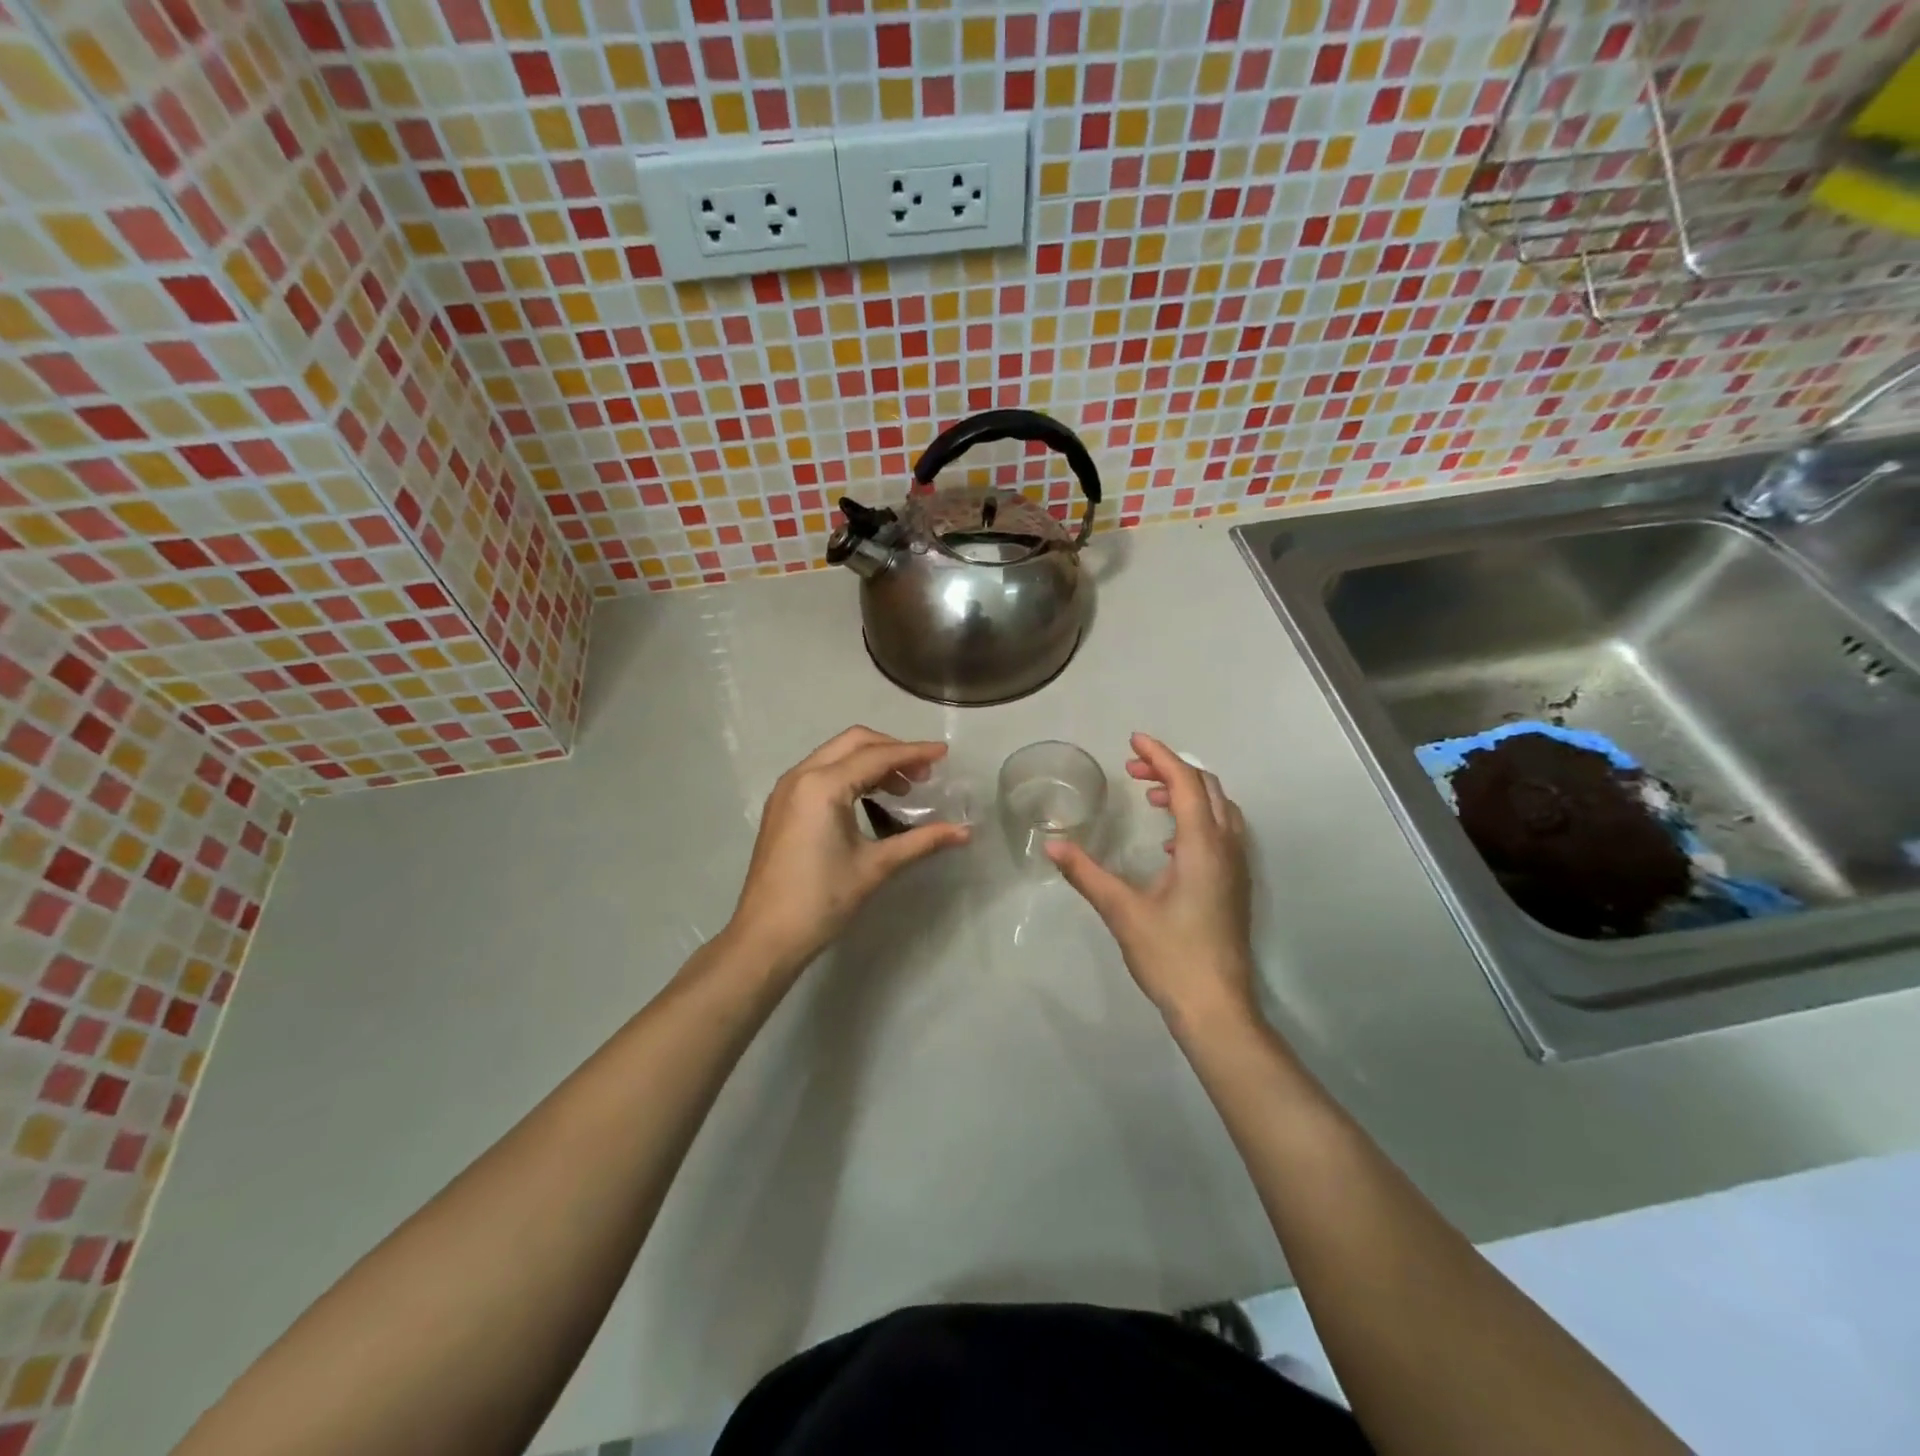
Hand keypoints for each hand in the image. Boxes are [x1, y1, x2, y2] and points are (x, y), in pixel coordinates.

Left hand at [725, 727, 969, 976]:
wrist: (766, 937)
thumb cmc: (821, 900)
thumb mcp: (875, 867)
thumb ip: (921, 842)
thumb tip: (965, 832)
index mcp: (823, 786)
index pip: (877, 756)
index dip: (914, 753)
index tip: (944, 754)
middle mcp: (801, 776)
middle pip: (854, 742)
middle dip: (892, 750)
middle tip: (923, 774)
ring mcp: (787, 790)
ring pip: (836, 755)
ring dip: (871, 762)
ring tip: (902, 789)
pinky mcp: (782, 806)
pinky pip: (821, 772)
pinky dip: (850, 774)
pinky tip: (870, 799)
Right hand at [1047, 734, 1255, 1034]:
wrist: (1217, 1007)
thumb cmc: (1171, 956)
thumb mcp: (1122, 911)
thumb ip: (1086, 874)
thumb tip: (1053, 845)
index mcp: (1203, 846)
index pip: (1185, 783)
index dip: (1160, 755)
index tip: (1133, 740)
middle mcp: (1227, 848)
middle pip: (1207, 788)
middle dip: (1171, 769)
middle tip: (1134, 767)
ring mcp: (1236, 867)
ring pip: (1219, 809)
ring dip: (1187, 792)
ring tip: (1149, 797)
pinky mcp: (1235, 886)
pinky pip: (1222, 831)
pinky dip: (1196, 817)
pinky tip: (1169, 843)